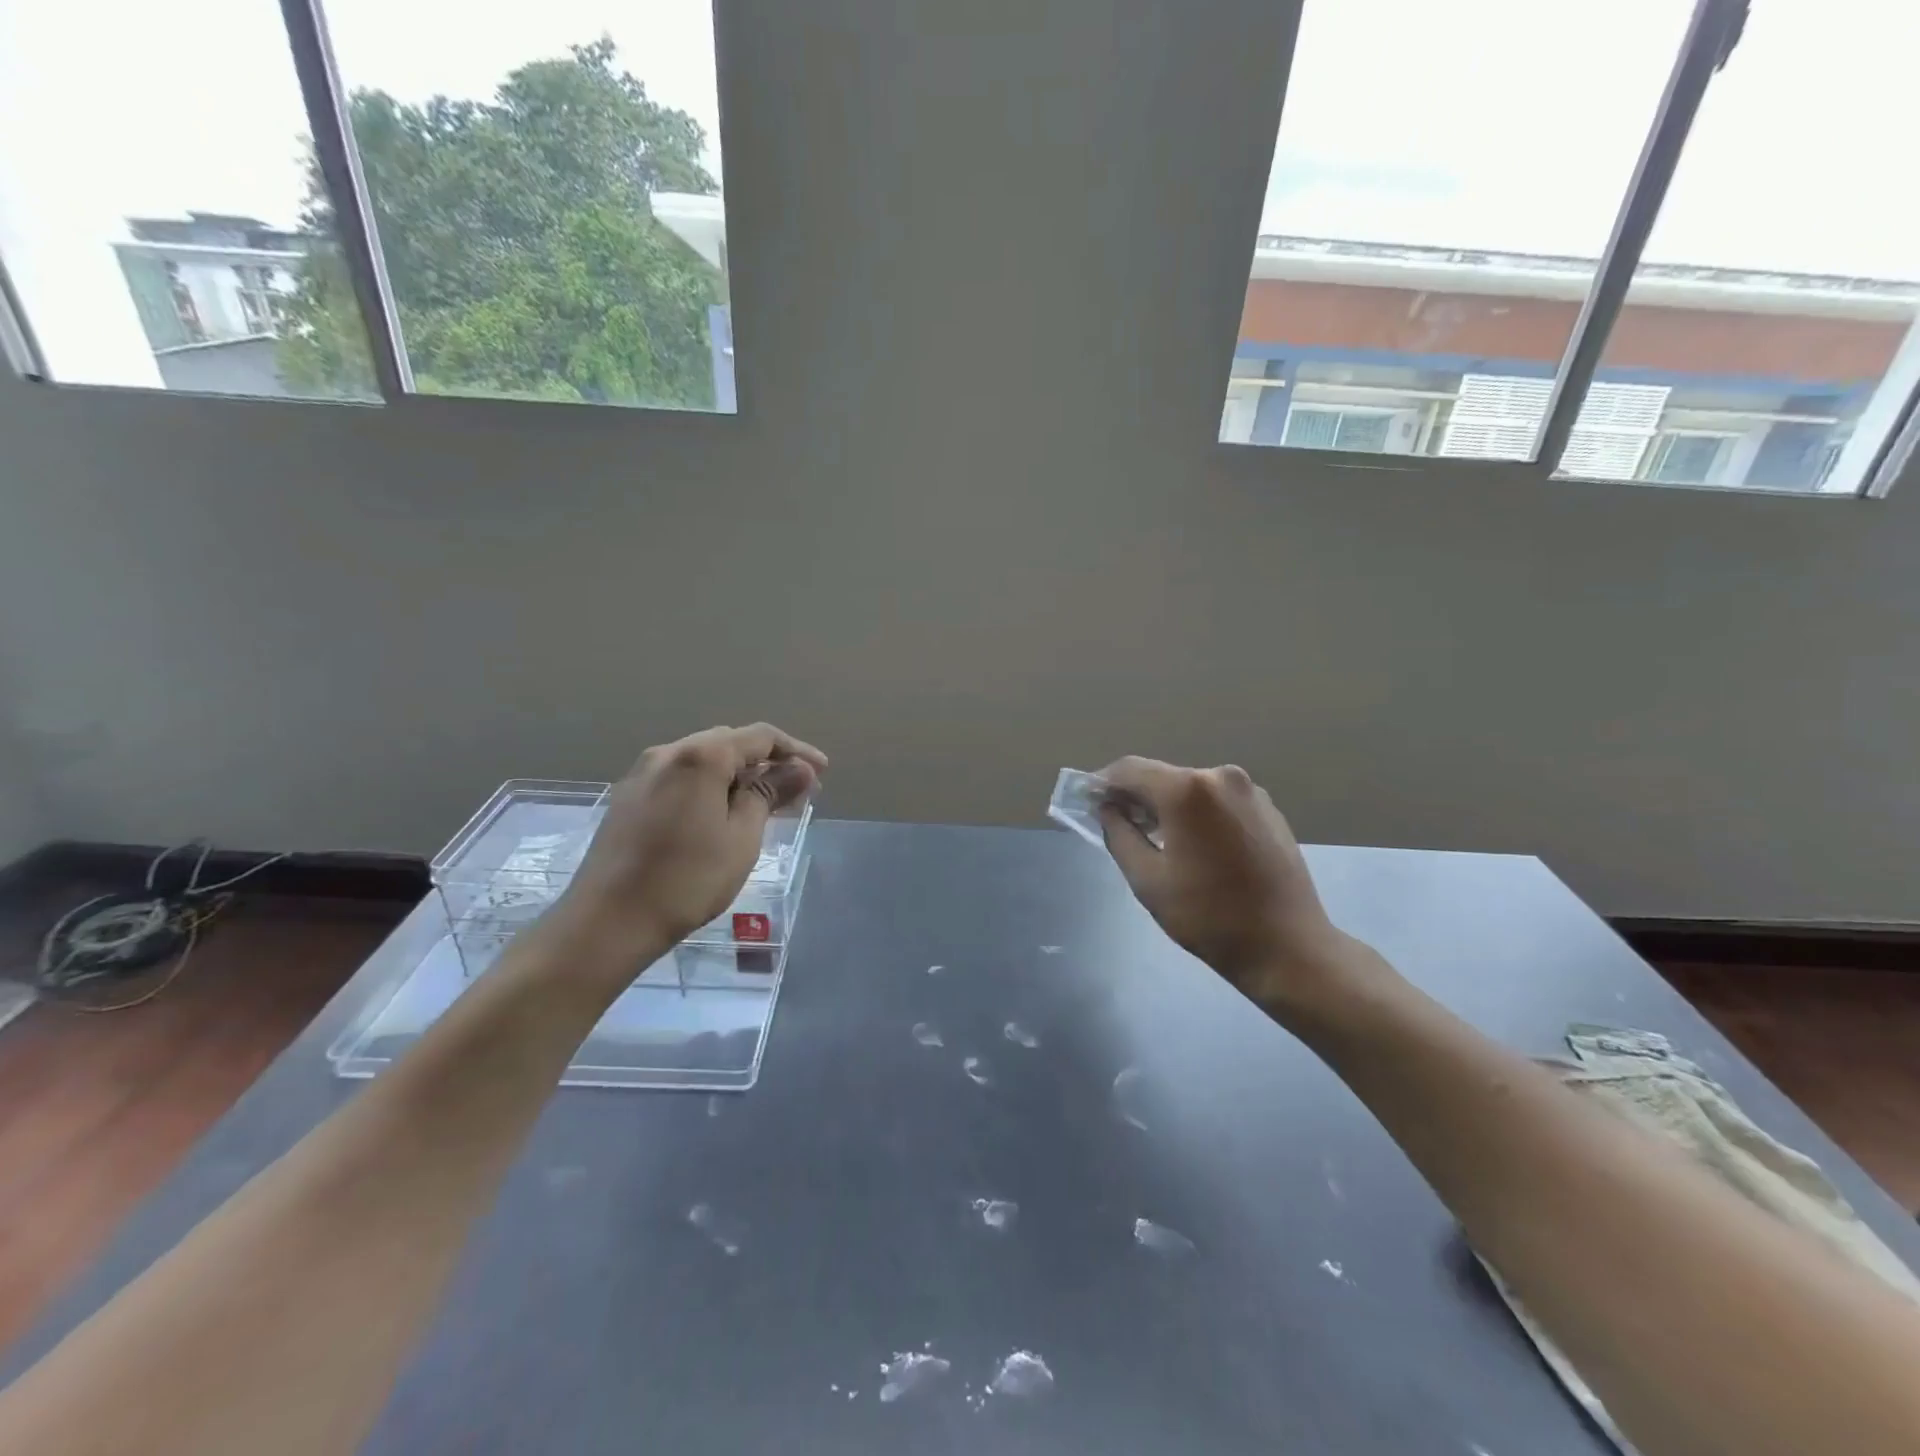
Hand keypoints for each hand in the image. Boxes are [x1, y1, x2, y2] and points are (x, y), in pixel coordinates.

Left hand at [555, 723, 826, 961]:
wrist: (607, 922)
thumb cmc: (687, 880)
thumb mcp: (741, 837)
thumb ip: (770, 794)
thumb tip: (801, 769)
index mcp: (700, 756)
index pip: (760, 736)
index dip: (796, 751)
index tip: (822, 773)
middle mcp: (668, 752)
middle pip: (730, 742)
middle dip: (767, 763)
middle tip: (796, 794)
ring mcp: (643, 773)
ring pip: (703, 760)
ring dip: (738, 775)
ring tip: (763, 806)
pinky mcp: (629, 797)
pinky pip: (680, 777)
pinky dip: (709, 787)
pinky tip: (720, 814)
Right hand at [1096, 757, 1357, 1008]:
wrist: (1287, 946)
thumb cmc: (1208, 916)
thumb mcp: (1147, 879)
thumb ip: (1119, 834)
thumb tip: (1108, 808)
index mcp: (1187, 789)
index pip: (1130, 769)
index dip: (1103, 782)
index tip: (1087, 800)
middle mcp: (1220, 776)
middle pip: (1161, 776)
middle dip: (1135, 795)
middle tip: (1116, 823)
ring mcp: (1249, 790)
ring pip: (1190, 788)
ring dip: (1166, 805)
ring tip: (1154, 838)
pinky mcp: (1267, 808)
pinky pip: (1217, 800)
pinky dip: (1196, 812)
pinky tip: (1193, 845)